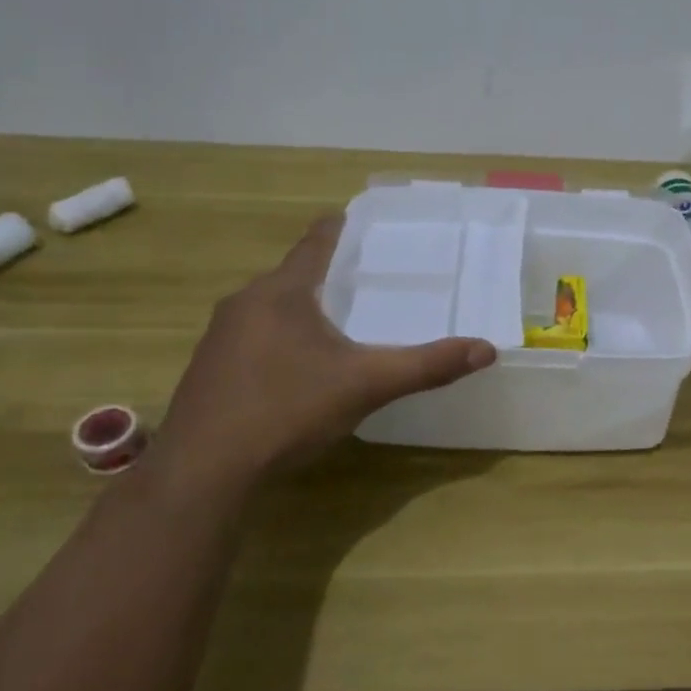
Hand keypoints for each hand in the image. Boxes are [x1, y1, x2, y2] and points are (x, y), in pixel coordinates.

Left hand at [152, 217, 494, 491]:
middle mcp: (244, 303)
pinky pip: (253, 339)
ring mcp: (219, 338)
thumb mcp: (367, 385)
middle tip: (366, 280)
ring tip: (338, 323)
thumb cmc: (287, 409)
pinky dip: (280, 340)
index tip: (358, 219)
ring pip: (270, 309)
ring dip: (302, 310)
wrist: (204, 470)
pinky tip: (297, 370)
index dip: (339, 229)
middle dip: (327, 275)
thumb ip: (427, 365)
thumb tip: (486, 350)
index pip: (315, 243)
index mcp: (281, 293)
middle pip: (293, 276)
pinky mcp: (208, 370)